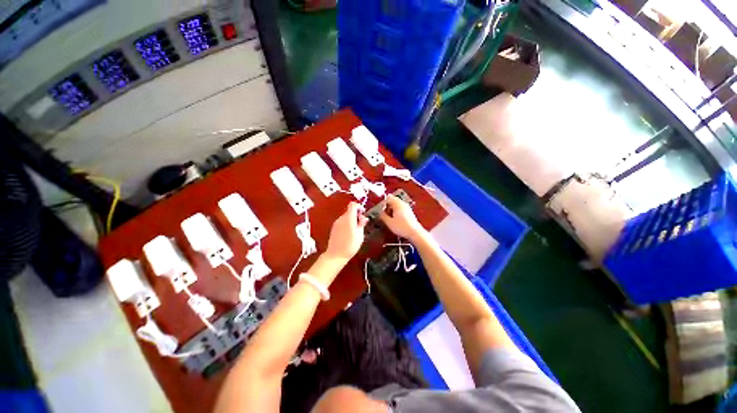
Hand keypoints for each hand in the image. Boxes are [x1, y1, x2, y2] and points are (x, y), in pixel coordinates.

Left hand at [325, 202, 368, 260]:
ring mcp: (336, 223)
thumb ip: (361, 224)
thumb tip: (364, 218)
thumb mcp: (360, 235)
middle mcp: (341, 218)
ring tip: (356, 231)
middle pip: (349, 211)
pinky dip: (347, 224)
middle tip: (361, 224)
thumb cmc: (350, 246)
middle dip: (356, 215)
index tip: (363, 213)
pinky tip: (349, 234)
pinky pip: (342, 222)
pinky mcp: (334, 228)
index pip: (353, 205)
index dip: (359, 207)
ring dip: (352, 220)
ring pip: (346, 217)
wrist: (335, 255)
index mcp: (349, 218)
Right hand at [379, 194, 425, 241]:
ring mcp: (407, 207)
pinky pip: (401, 209)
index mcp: (397, 204)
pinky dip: (396, 212)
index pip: (388, 198)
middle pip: (393, 200)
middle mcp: (403, 203)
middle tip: (384, 214)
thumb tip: (380, 212)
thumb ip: (383, 216)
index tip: (380, 210)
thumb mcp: (389, 222)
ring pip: (397, 205)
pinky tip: (395, 220)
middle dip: (387, 206)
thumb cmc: (402, 227)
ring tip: (389, 218)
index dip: (383, 203)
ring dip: (392, 209)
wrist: (415, 233)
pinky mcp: (409, 212)